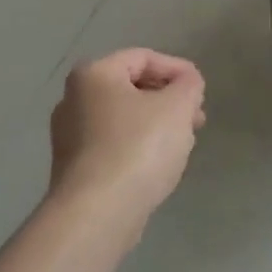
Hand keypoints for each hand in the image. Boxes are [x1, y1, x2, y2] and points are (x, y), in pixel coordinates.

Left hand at [47, 49, 206, 223]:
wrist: (97, 213)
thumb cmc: (138, 147)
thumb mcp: (178, 106)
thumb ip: (189, 85)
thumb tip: (187, 83)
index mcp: (94, 75)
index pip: (143, 57)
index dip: (178, 69)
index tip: (201, 90)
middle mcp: (73, 100)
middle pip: (132, 87)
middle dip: (169, 99)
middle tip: (196, 117)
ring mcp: (70, 137)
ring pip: (125, 118)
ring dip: (158, 123)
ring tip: (184, 141)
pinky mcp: (74, 169)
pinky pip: (114, 144)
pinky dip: (139, 146)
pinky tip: (160, 163)